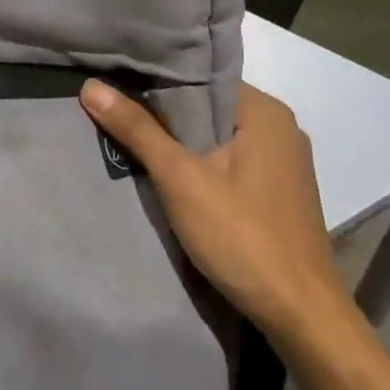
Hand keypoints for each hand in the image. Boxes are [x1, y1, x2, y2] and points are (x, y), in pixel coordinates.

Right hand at [79, 80, 355, 351]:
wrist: (299, 313)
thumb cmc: (241, 236)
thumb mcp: (180, 179)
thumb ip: (137, 129)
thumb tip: (90, 86)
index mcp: (265, 112)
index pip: (200, 77)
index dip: (154, 77)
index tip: (112, 78)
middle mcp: (279, 128)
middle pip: (206, 106)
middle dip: (160, 109)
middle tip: (109, 105)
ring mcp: (280, 161)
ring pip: (214, 134)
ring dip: (176, 137)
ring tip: (126, 131)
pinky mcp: (274, 190)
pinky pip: (225, 158)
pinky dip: (195, 159)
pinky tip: (164, 169)